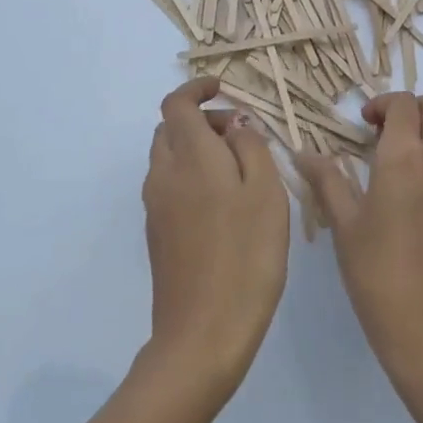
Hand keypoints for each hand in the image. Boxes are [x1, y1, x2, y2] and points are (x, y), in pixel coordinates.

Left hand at [142, 78, 289, 398]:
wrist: (203, 333)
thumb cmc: (247, 256)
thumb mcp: (266, 193)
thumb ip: (251, 147)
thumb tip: (235, 125)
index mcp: (191, 158)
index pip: (176, 104)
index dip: (196, 89)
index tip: (223, 90)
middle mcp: (164, 176)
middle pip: (170, 129)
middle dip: (201, 120)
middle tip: (241, 136)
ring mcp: (156, 207)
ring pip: (169, 158)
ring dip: (197, 149)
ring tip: (240, 170)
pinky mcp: (158, 234)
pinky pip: (170, 186)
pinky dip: (192, 175)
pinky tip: (225, 204)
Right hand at [298, 92, 422, 370]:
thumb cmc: (379, 275)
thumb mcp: (345, 226)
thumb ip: (327, 181)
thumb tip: (303, 154)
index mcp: (405, 158)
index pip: (403, 104)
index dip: (383, 104)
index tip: (364, 123)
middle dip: (412, 107)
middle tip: (386, 131)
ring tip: (408, 150)